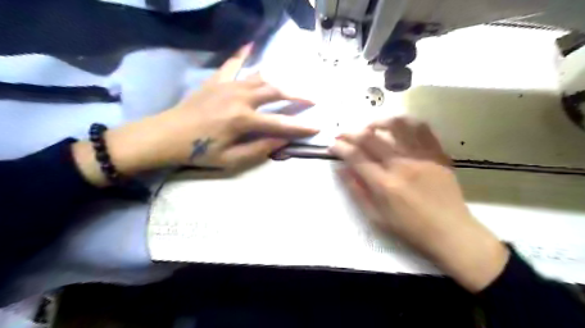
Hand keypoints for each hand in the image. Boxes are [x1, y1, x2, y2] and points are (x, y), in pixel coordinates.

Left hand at [74, 43, 319, 182]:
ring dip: (279, 82)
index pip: (280, 124)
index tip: (317, 127)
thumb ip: (260, 149)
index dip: (300, 128)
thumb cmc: (198, 151)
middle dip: (297, 96)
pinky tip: (251, 44)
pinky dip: (243, 54)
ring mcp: (228, 86)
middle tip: (311, 99)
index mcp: (243, 120)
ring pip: (261, 78)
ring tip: (291, 86)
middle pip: (276, 92)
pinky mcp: (217, 81)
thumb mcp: (231, 159)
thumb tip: (284, 140)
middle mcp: (240, 98)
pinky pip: (233, 64)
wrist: (165, 136)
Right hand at [330, 117, 510, 291]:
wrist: (451, 232)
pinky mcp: (438, 154)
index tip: (332, 145)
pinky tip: (398, 127)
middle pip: (371, 138)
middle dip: (351, 133)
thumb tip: (341, 170)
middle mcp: (401, 165)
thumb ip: (357, 191)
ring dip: (378, 122)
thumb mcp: (376, 217)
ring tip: (370, 127)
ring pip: (397, 125)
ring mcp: (422, 157)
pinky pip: (422, 129)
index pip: (355, 156)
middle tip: (343, 134)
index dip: (340, 148)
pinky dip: (406, 122)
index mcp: (384, 184)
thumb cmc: (410, 229)